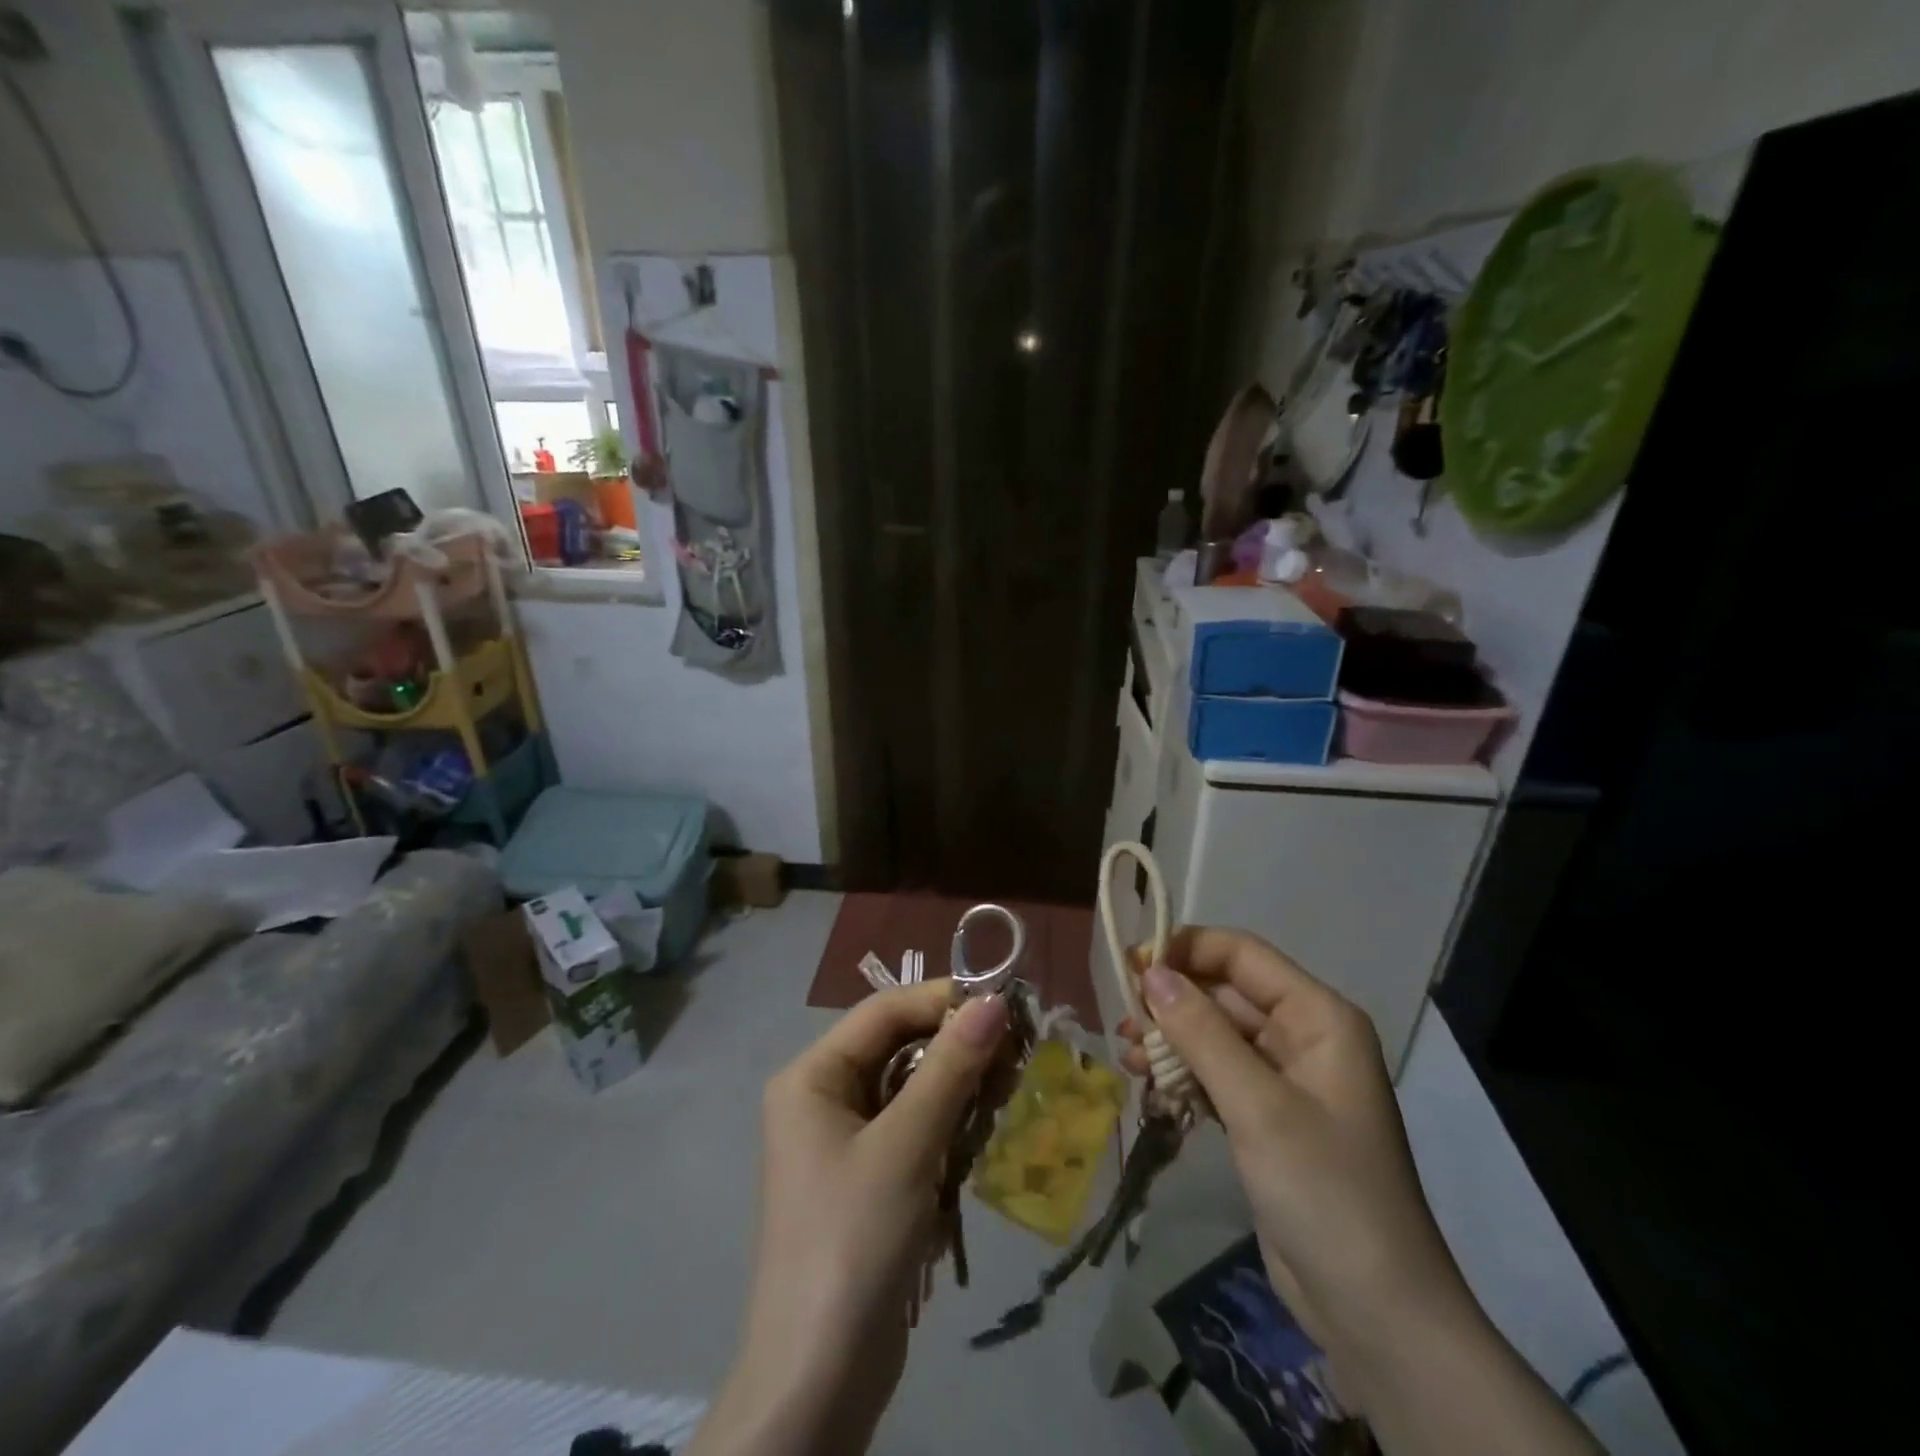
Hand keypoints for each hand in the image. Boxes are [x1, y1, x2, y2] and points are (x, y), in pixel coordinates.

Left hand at [688, 981, 1008, 1455]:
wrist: (818, 1378)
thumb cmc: (854, 1240)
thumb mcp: (907, 1145)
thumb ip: (950, 1067)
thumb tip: (993, 1001)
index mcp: (812, 1075)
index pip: (883, 1011)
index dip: (942, 1000)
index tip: (1004, 1005)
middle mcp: (823, 1096)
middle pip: (898, 1047)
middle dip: (956, 1048)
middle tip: (1016, 1053)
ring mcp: (844, 1139)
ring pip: (912, 1088)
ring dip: (958, 1089)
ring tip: (1005, 1094)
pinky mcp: (868, 1177)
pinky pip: (913, 1128)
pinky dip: (948, 1127)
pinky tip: (979, 1139)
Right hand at [1117, 929, 1470, 1361]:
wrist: (1375, 1312)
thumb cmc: (1324, 1190)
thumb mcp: (1257, 1105)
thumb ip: (1201, 1033)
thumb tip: (1150, 972)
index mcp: (1318, 1017)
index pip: (1242, 955)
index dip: (1186, 949)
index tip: (1130, 964)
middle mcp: (1303, 1036)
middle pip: (1224, 993)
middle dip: (1171, 1001)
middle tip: (1121, 1017)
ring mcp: (1284, 1079)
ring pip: (1214, 1035)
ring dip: (1170, 1040)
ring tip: (1126, 1054)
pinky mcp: (1266, 1117)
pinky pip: (1215, 1075)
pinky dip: (1182, 1075)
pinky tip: (1147, 1086)